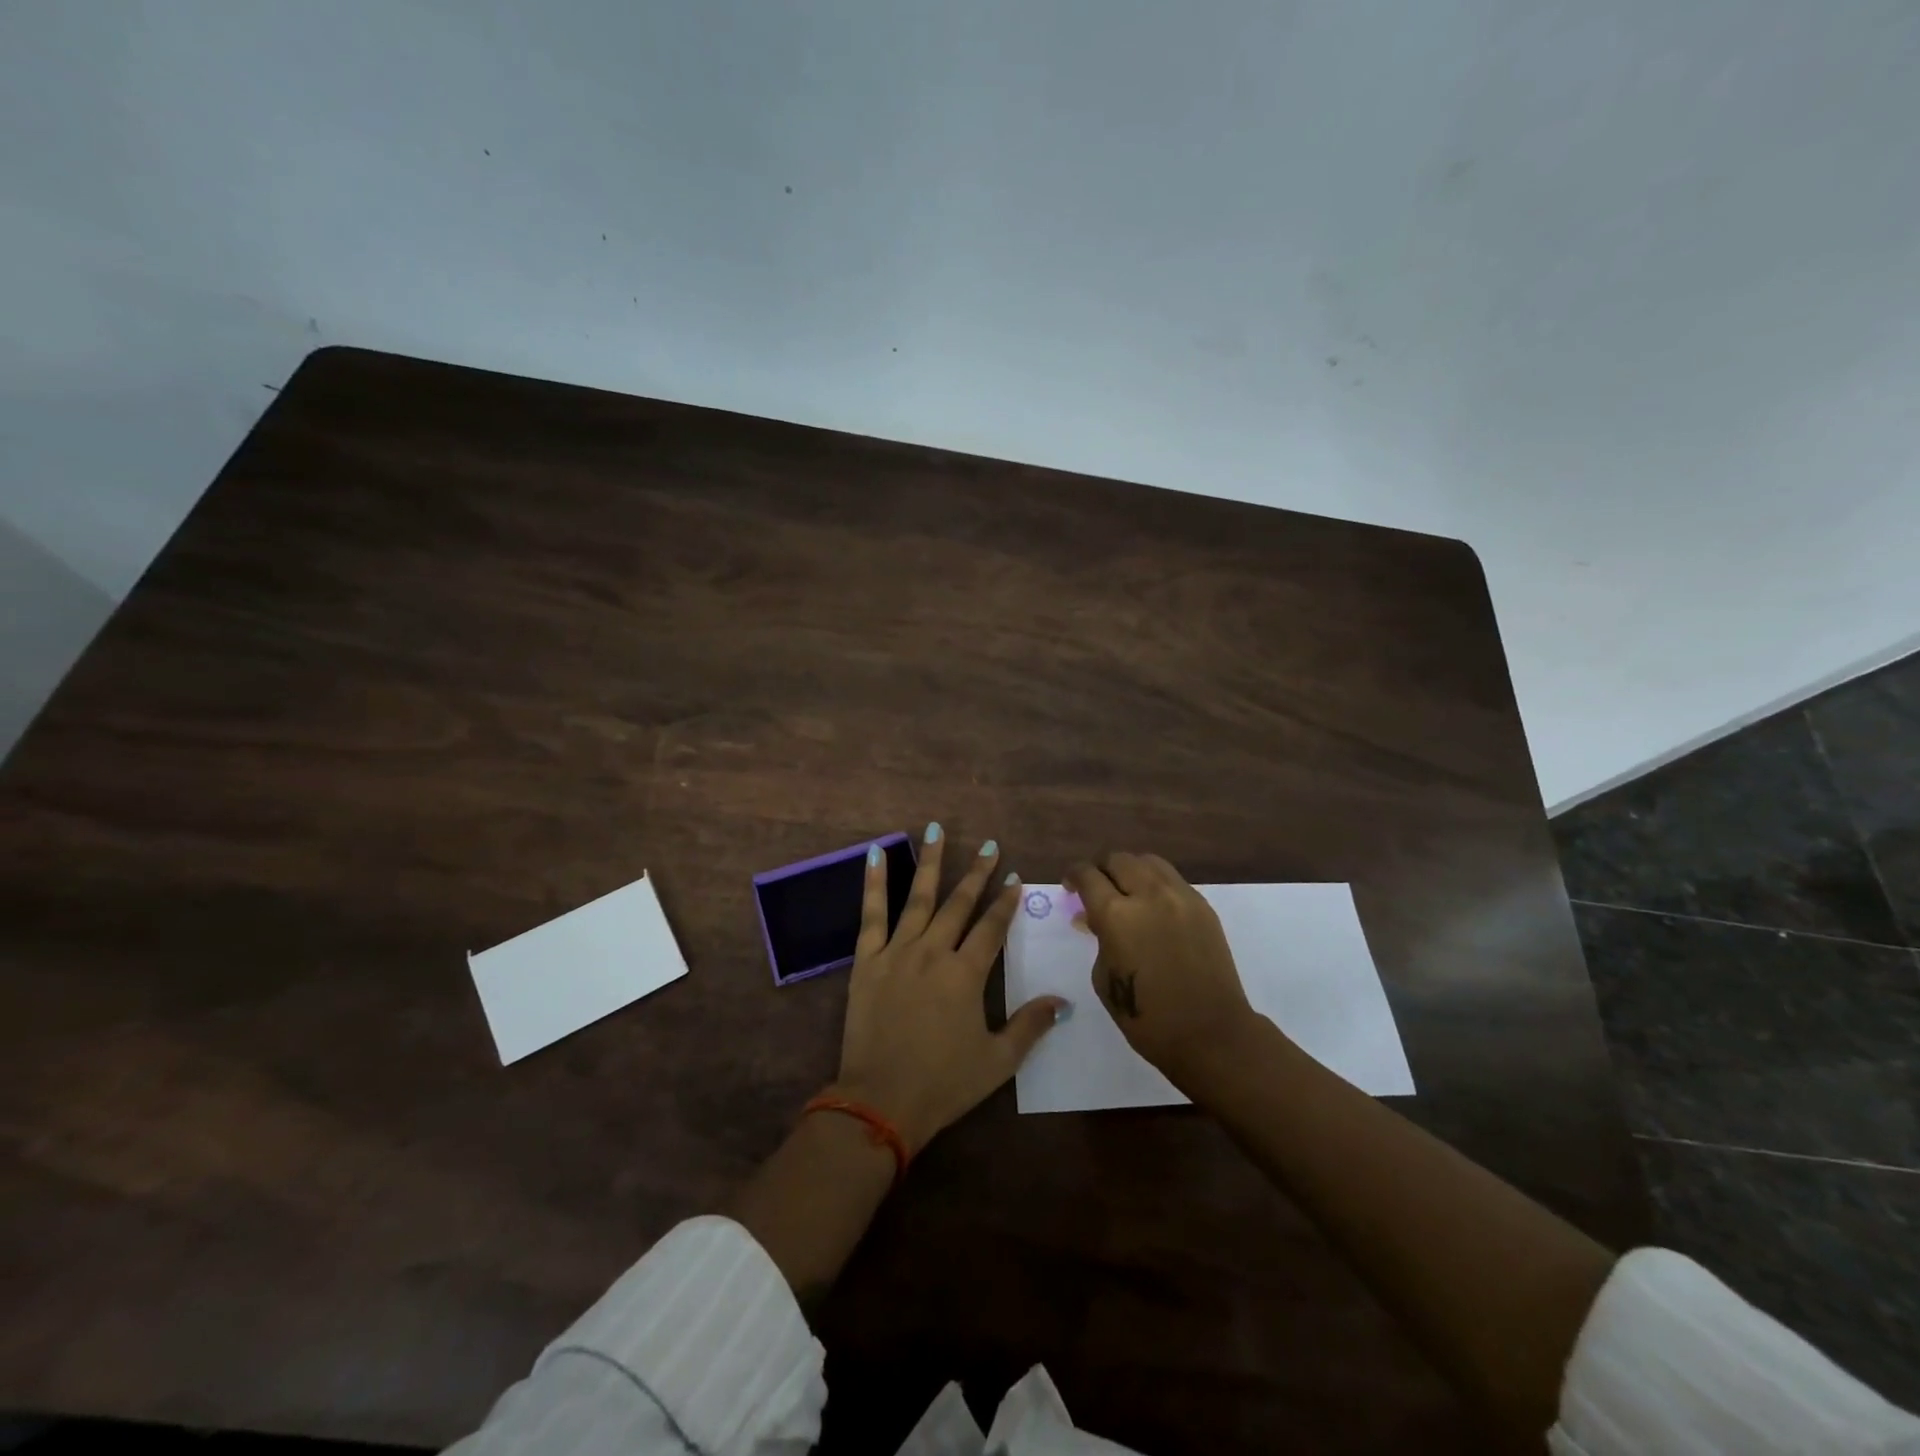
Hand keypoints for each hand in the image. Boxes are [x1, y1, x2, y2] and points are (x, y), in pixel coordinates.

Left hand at [833, 825, 1065, 1152]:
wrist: (880, 1101)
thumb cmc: (943, 1083)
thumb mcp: (997, 1061)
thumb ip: (1031, 1026)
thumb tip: (1064, 1001)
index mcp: (966, 975)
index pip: (992, 928)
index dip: (1005, 903)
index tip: (1014, 878)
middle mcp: (934, 952)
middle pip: (959, 904)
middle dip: (977, 874)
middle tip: (989, 846)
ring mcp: (897, 952)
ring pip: (919, 897)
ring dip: (930, 862)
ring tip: (937, 829)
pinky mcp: (867, 961)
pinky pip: (871, 914)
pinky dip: (874, 883)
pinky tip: (877, 853)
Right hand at [1065, 852, 1258, 1083]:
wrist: (1210, 1034)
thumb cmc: (1146, 1017)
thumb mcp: (1104, 978)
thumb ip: (1098, 939)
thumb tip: (1093, 918)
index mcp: (1116, 914)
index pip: (1088, 875)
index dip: (1074, 875)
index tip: (1070, 885)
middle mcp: (1148, 894)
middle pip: (1118, 859)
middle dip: (1101, 868)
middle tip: (1095, 887)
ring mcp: (1180, 897)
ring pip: (1148, 861)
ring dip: (1130, 869)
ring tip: (1125, 889)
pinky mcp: (1203, 906)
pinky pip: (1172, 879)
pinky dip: (1155, 883)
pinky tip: (1152, 905)